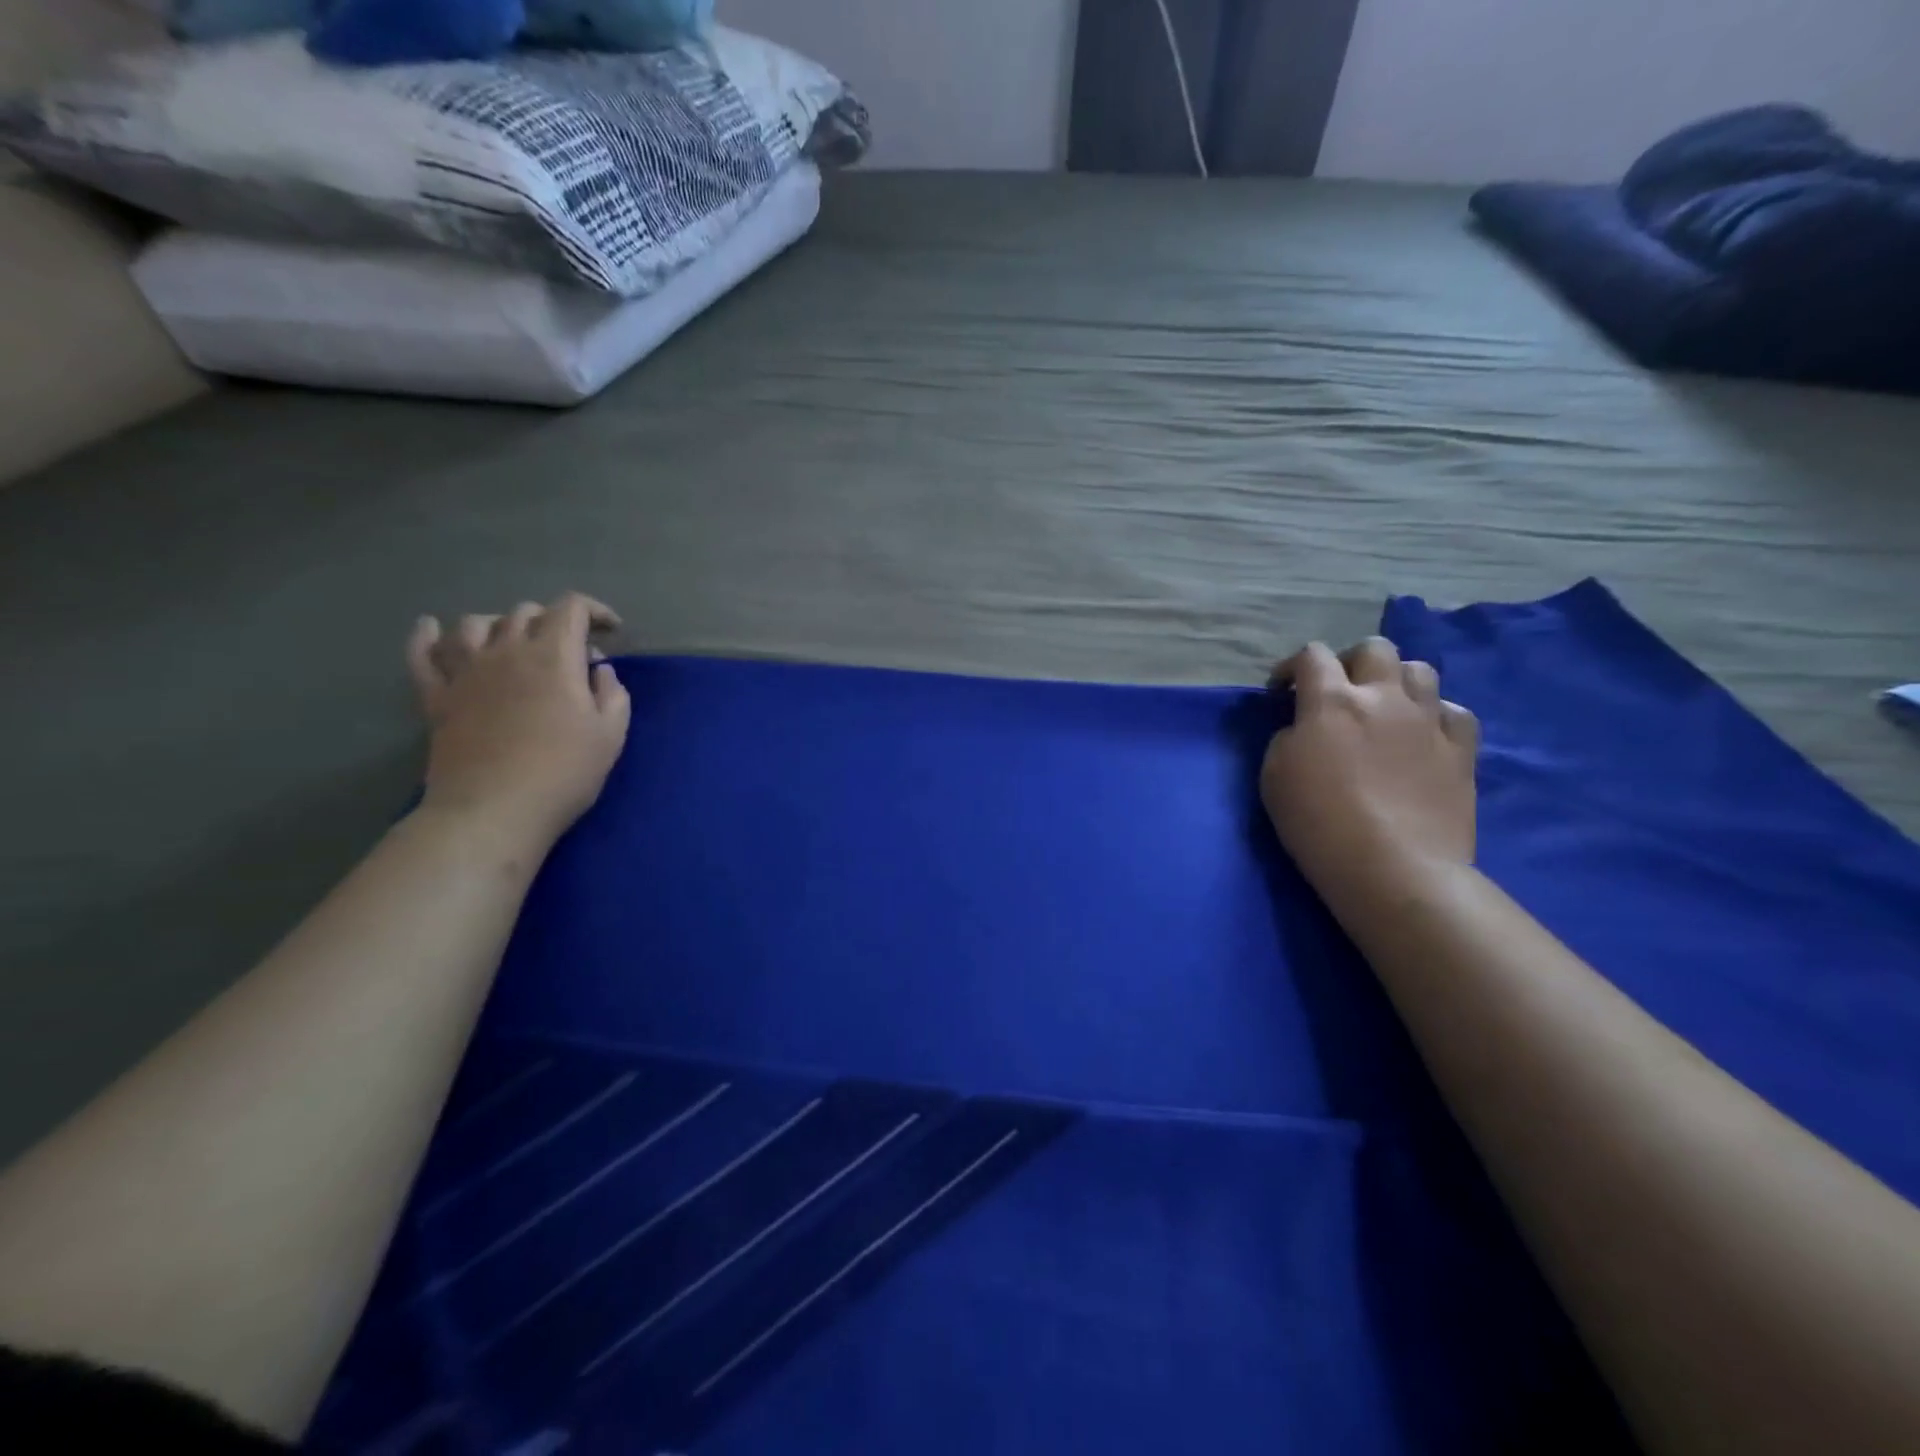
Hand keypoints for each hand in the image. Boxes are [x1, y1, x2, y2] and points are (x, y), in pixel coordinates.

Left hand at [406, 593, 631, 848]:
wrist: (494, 810)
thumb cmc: (563, 772)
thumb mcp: (611, 734)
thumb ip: (611, 693)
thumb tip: (598, 671)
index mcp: (553, 657)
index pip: (570, 608)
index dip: (593, 610)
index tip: (610, 630)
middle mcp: (506, 651)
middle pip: (524, 613)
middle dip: (552, 620)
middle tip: (569, 648)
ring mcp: (465, 672)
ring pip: (474, 624)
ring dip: (499, 623)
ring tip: (513, 639)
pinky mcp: (436, 697)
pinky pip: (422, 655)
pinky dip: (426, 636)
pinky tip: (430, 628)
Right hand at [1262, 637, 1478, 905]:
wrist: (1393, 867)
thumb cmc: (1319, 822)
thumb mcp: (1274, 776)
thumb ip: (1288, 738)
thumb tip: (1305, 728)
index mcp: (1331, 701)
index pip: (1312, 656)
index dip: (1292, 666)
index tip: (1281, 692)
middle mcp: (1383, 698)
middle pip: (1374, 649)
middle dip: (1350, 662)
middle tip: (1338, 691)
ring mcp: (1428, 721)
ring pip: (1420, 671)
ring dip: (1396, 682)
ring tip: (1384, 709)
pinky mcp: (1461, 751)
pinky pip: (1454, 712)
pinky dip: (1435, 717)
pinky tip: (1422, 737)